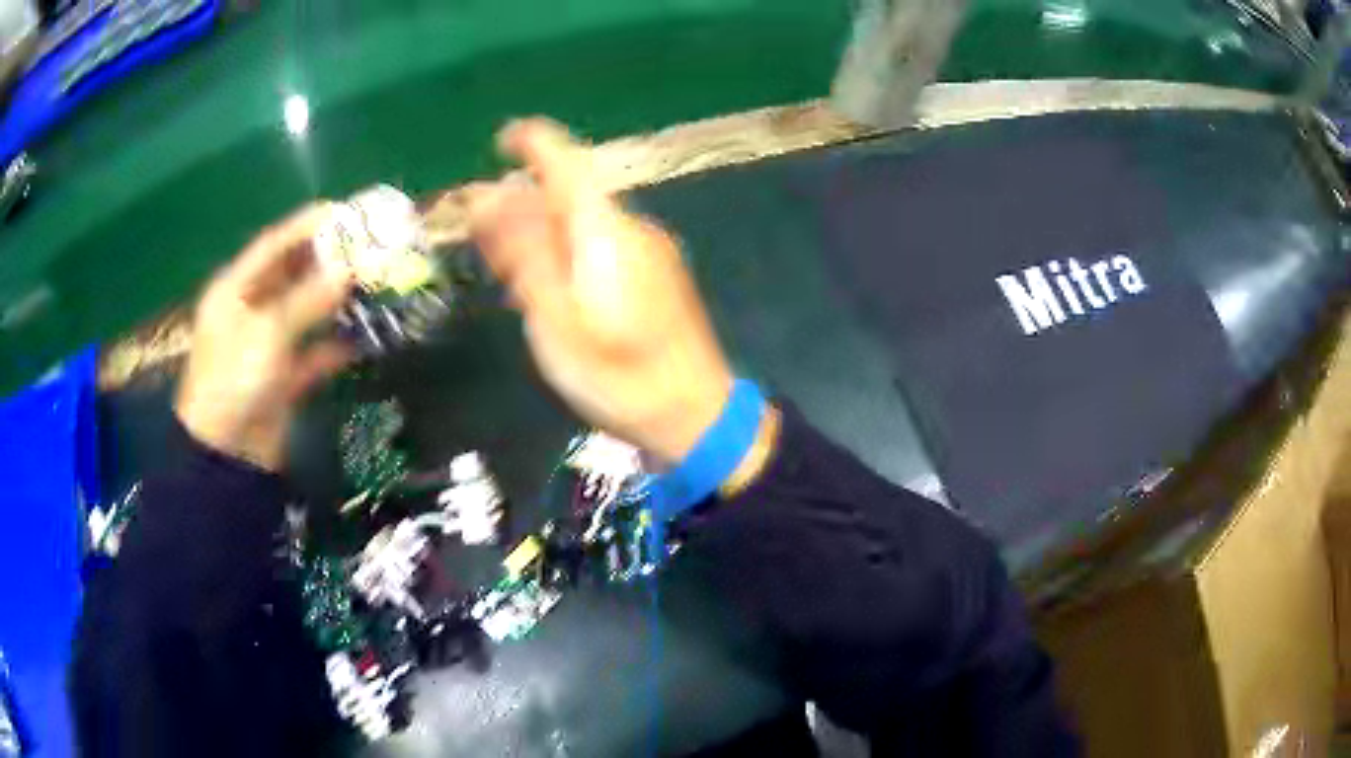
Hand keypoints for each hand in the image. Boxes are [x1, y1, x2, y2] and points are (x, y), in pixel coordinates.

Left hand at [176, 204, 354, 470]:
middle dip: (328, 261)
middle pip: (292, 276)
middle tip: (368, 247)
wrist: (227, 458)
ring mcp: (266, 345)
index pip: (273, 245)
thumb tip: (350, 269)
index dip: (307, 225)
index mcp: (235, 290)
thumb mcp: (268, 332)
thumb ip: (308, 299)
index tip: (344, 211)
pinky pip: (313, 353)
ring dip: (336, 302)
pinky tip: (364, 339)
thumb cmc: (234, 381)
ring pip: (306, 313)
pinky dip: (335, 346)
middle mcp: (250, 311)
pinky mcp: (282, 377)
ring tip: (374, 286)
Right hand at [467, 119, 734, 463]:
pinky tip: (549, 288)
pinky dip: (566, 252)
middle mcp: (632, 229)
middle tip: (481, 235)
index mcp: (606, 231)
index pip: (566, 162)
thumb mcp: (555, 320)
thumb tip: (486, 197)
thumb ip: (521, 254)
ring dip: (540, 231)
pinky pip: (600, 246)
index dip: (531, 142)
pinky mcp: (655, 277)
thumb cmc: (619, 377)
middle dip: (522, 202)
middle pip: (569, 194)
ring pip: (583, 222)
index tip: (498, 142)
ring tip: (507, 269)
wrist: (696, 416)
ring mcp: (649, 252)